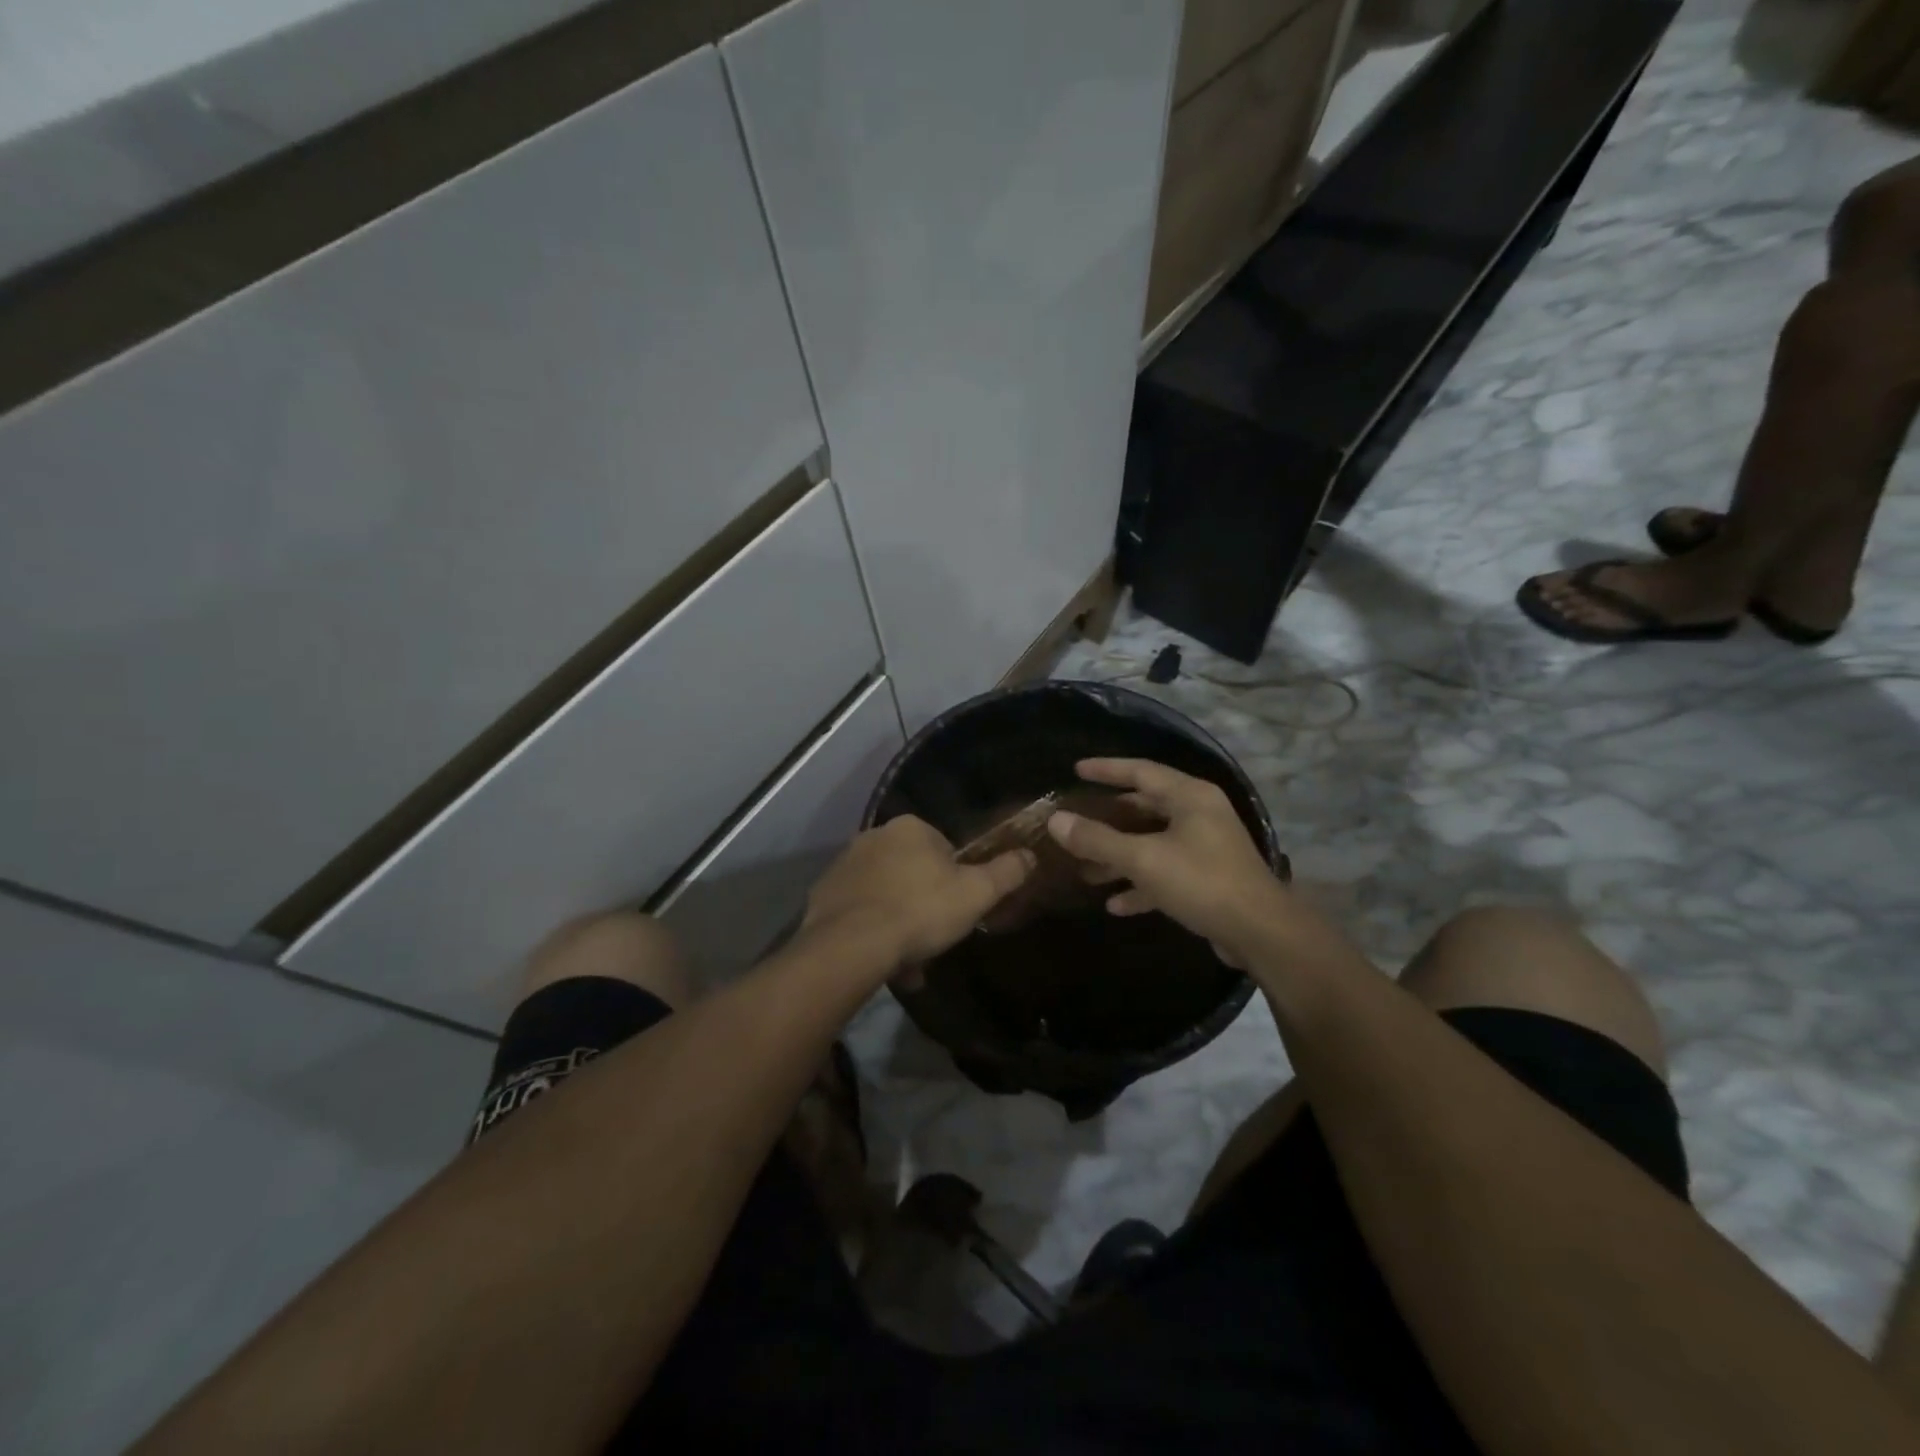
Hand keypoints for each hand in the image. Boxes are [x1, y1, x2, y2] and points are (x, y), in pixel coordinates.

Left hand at [800, 816, 1035, 978]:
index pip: (943, 848)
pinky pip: (859, 911)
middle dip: (924, 903)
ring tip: (909, 961)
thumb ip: (1006, 872)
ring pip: (885, 894)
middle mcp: (873, 836)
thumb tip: (1030, 854)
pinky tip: (883, 962)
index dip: (955, 880)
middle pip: (911, 871)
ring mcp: (844, 865)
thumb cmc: (921, 911)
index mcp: (910, 828)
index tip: (958, 908)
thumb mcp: (976, 893)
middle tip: (934, 937)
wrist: (852, 945)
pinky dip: (872, 931)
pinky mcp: (823, 894)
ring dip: (899, 922)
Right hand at [1045, 758, 1287, 968]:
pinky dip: (1141, 884)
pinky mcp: (1208, 879)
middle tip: (1076, 822)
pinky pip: (1166, 873)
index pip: (1140, 771)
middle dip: (1109, 820)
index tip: (1076, 770)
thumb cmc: (1201, 882)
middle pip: (1145, 807)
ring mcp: (1206, 847)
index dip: (1106, 769)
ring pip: (1153, 843)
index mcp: (1190, 796)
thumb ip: (1097, 839)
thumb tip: (1056, 820)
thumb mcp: (1143, 859)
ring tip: (1084, 871)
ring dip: (1120, 857)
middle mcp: (1200, 814)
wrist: (1260, 933)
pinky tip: (1115, 904)